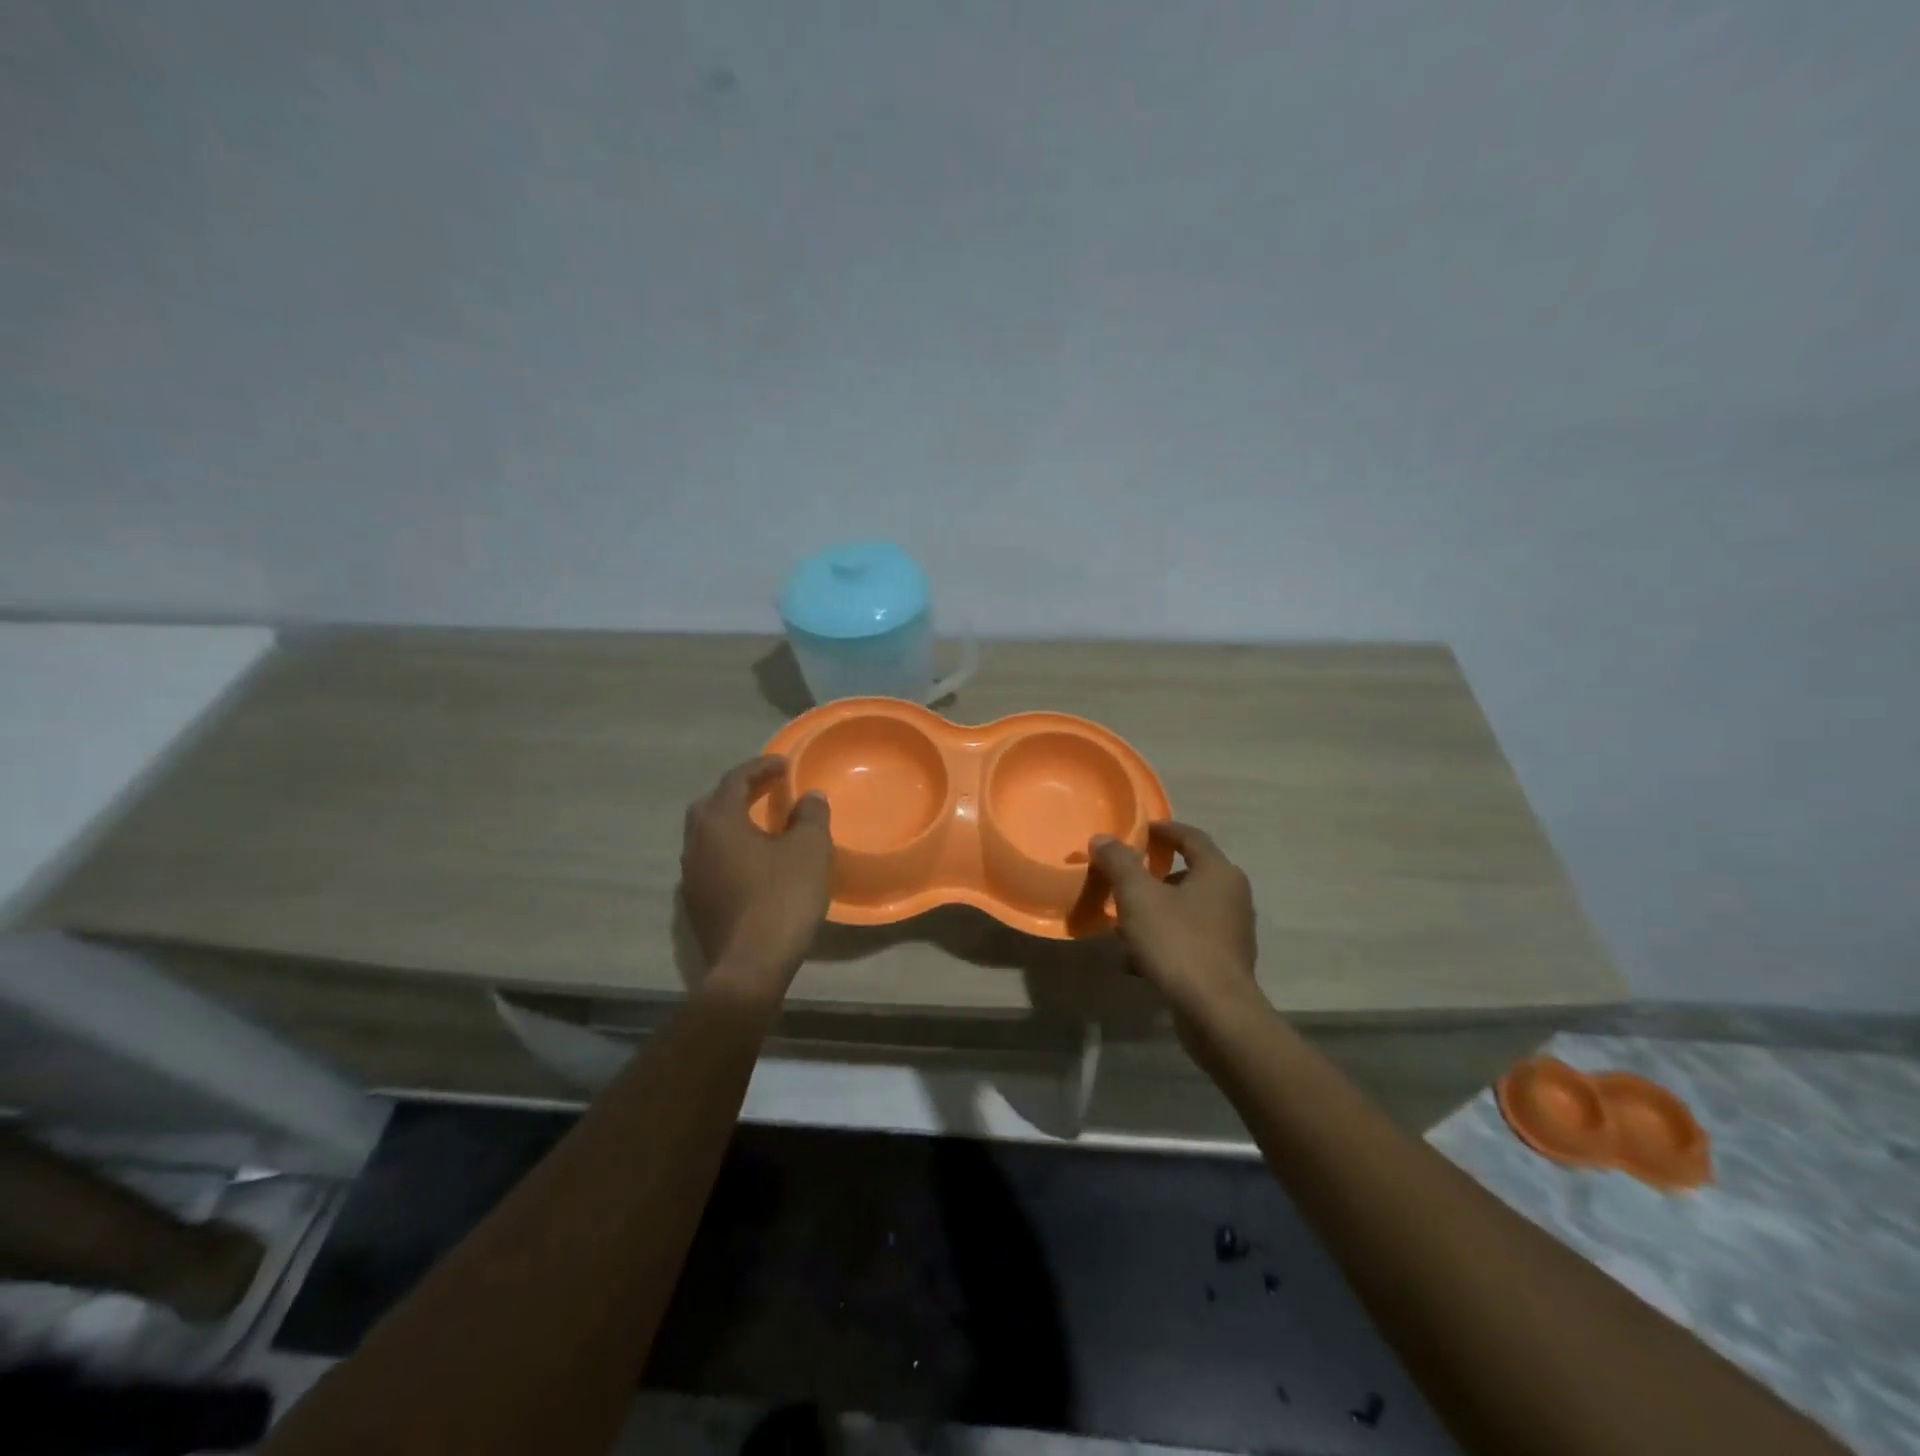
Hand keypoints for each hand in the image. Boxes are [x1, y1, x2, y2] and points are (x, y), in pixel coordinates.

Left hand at [680, 755, 833, 994]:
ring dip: (733, 823)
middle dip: (739, 792)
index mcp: (719, 822)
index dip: (761, 768)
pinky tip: (754, 862)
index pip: (735, 781)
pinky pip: (711, 861)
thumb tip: (809, 797)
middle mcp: (695, 843)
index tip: (785, 765)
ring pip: (708, 835)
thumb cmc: (781, 898)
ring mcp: (691, 876)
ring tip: (762, 824)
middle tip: (767, 790)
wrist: (751, 966)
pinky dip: (731, 850)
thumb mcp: (809, 851)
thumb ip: (810, 817)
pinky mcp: (696, 903)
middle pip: (712, 805)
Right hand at [1090, 821, 1258, 1019]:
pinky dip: (1162, 942)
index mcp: (1218, 872)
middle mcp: (1232, 896)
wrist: (1215, 1012)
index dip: (1163, 830)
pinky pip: (1187, 940)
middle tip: (1122, 881)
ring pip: (1184, 910)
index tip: (1139, 831)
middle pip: (1187, 874)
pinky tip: (1134, 962)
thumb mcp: (1138, 896)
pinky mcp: (1224, 963)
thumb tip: (1102, 838)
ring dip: (1153, 913)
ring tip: (1121, 926)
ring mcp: (1231, 932)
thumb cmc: (1177, 942)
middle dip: (1151, 878)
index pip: (1191, 837)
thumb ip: (1119, 862)